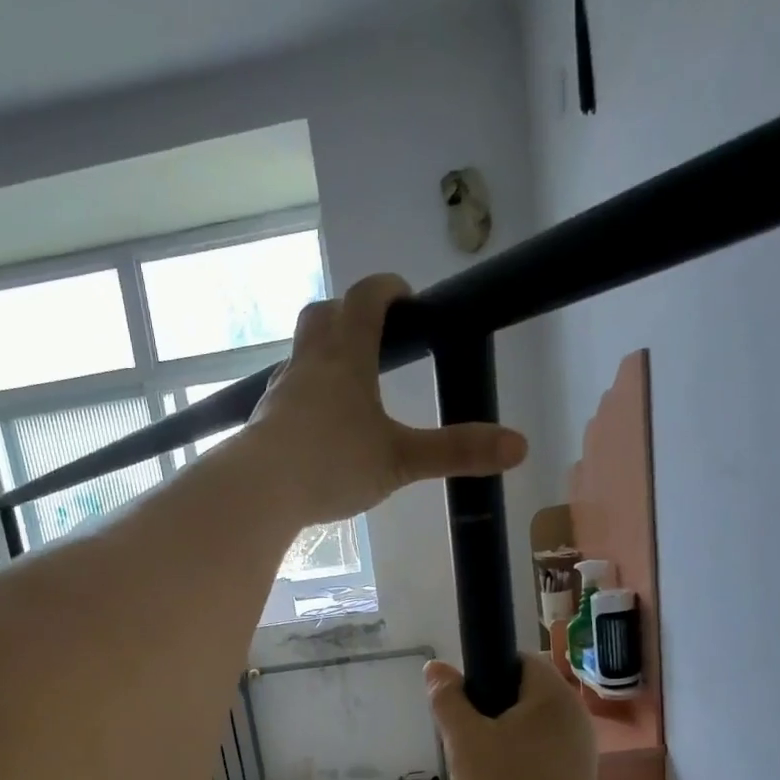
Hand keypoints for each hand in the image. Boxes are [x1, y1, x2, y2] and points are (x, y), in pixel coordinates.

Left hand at [247, 273, 526, 522]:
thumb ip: (456, 452)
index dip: (388, 289)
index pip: (367, 298)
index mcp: (347, 355)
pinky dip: (303, 398)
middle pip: (323, 315)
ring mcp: (281, 391)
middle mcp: (310, 362)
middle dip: (348, 315)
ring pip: (300, 356)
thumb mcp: (401, 461)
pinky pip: (285, 395)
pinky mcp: (263, 421)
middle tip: (372, 337)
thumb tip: (519, 446)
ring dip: (322, 357)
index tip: (405, 297)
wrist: (260, 490)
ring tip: (346, 388)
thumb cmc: (333, 464)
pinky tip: (314, 429)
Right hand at [425, 654, 606, 779]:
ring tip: (476, 768)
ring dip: (497, 739)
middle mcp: (573, 715)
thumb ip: (448, 700)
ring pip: (526, 727)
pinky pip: (538, 752)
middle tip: (462, 741)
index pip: (517, 660)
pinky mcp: (576, 777)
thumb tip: (436, 667)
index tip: (461, 705)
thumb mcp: (464, 742)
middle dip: (486, 711)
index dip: (484, 673)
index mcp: (553, 696)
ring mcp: (579, 748)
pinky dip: (515, 761)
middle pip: (521, 694)